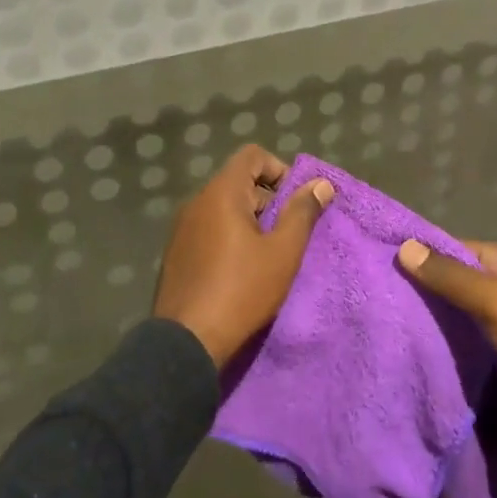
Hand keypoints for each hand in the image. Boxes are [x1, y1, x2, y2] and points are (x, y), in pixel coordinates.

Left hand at [153, 146, 334, 368]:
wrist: (187, 342)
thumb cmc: (241, 290)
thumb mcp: (283, 252)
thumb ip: (303, 213)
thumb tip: (321, 184)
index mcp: (221, 193)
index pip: (252, 155)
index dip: (280, 170)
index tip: (296, 202)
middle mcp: (197, 202)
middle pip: (238, 181)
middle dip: (268, 200)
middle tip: (287, 235)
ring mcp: (181, 228)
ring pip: (223, 208)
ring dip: (249, 222)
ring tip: (267, 256)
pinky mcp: (175, 254)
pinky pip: (208, 230)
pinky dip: (229, 238)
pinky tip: (240, 271)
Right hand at [397, 239, 496, 446]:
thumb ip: (451, 278)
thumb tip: (404, 246)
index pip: (457, 250)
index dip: (425, 259)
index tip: (388, 271)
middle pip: (464, 286)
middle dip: (432, 298)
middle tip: (387, 309)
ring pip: (472, 321)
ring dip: (447, 330)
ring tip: (399, 336)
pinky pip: (485, 349)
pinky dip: (464, 354)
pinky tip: (432, 362)